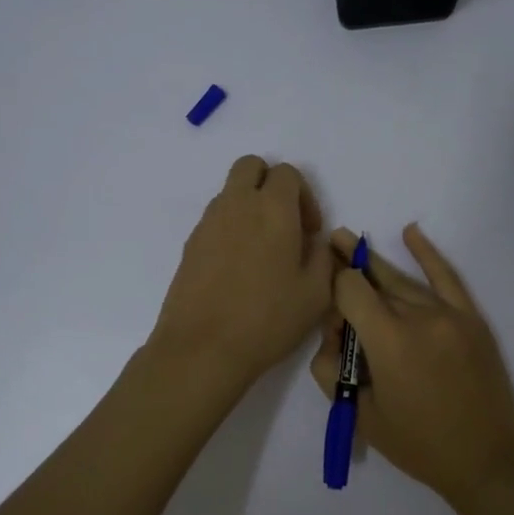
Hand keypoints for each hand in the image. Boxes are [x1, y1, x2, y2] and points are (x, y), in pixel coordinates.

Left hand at [150, 156, 334, 391]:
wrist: (202, 347)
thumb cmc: (268, 319)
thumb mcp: (316, 293)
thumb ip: (323, 257)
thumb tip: (314, 242)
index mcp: (273, 208)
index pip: (287, 173)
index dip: (304, 196)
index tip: (309, 231)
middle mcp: (237, 204)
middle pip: (250, 166)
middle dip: (270, 184)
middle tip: (283, 222)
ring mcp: (208, 223)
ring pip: (230, 192)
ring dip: (248, 206)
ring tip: (261, 251)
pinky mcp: (190, 244)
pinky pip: (215, 220)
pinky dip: (230, 229)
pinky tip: (238, 269)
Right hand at [308, 223, 513, 511]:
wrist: (487, 459)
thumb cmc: (419, 445)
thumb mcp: (361, 415)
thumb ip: (333, 369)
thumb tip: (333, 334)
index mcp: (389, 341)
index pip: (349, 290)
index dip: (331, 290)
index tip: (327, 307)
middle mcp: (418, 316)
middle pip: (373, 282)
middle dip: (347, 272)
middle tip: (326, 245)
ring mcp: (448, 313)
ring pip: (402, 281)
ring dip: (373, 264)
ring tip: (347, 241)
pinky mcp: (470, 318)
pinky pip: (445, 277)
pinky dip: (427, 253)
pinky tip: (411, 232)